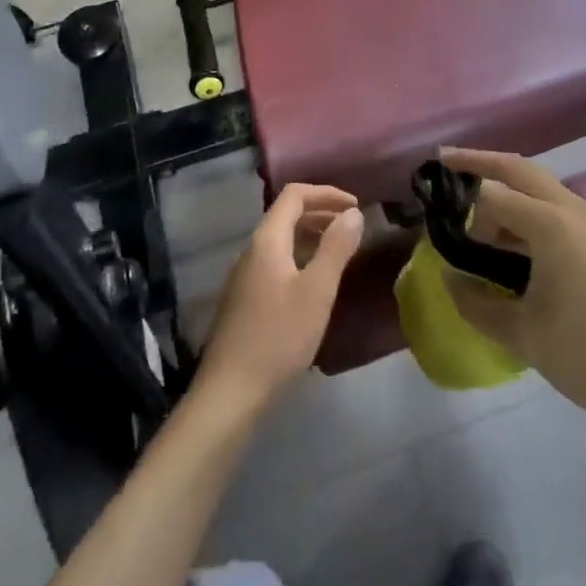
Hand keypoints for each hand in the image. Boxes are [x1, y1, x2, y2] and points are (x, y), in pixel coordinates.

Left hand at [197, 183, 363, 410]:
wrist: (230, 392)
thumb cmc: (278, 337)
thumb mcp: (317, 292)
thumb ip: (336, 248)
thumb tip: (353, 213)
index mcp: (267, 240)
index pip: (294, 195)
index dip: (326, 193)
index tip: (355, 205)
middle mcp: (251, 250)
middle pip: (286, 214)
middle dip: (320, 212)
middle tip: (352, 225)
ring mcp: (244, 275)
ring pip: (280, 240)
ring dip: (310, 235)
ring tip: (339, 250)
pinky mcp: (244, 299)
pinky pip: (275, 261)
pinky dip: (299, 257)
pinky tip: (314, 282)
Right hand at [438, 149, 585, 440]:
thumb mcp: (522, 335)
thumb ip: (476, 304)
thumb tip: (448, 279)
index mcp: (553, 225)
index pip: (495, 196)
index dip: (462, 204)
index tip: (436, 213)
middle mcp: (578, 211)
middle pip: (523, 170)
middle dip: (484, 162)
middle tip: (448, 162)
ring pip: (547, 189)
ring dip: (512, 190)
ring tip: (481, 214)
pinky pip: (565, 211)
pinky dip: (536, 212)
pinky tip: (523, 243)